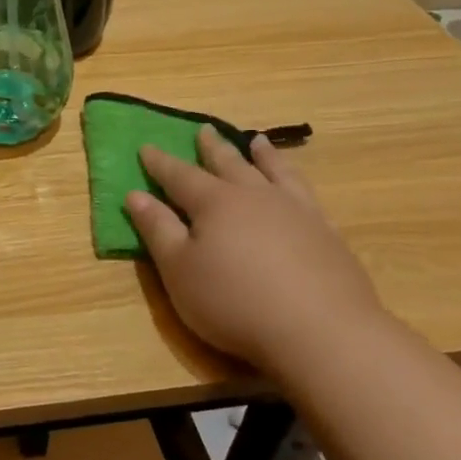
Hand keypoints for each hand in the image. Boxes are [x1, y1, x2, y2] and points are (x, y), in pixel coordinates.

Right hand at [127, 126, 387, 376]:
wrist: (319, 330)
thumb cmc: (233, 302)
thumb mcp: (179, 270)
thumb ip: (158, 230)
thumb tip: (135, 195)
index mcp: (214, 204)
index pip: (180, 176)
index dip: (160, 163)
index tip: (146, 147)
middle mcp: (255, 196)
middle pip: (229, 164)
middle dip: (212, 148)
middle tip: (204, 129)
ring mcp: (295, 211)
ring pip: (273, 171)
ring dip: (262, 155)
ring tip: (256, 141)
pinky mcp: (325, 232)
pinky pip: (305, 192)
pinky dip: (294, 179)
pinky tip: (295, 185)